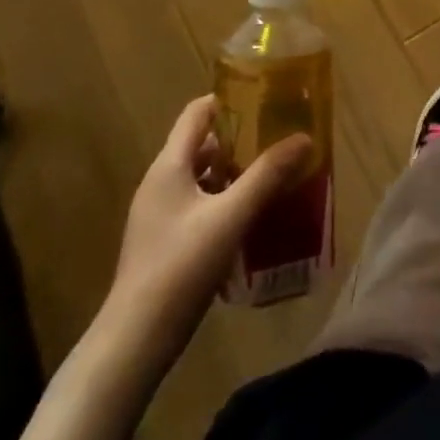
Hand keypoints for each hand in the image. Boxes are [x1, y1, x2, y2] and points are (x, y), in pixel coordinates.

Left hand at [100, 95, 312, 360]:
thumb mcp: (231, 216)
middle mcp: (161, 183)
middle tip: (282, 138)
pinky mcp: (167, 242)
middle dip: (243, 139)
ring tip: (277, 174)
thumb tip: (304, 137)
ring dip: (238, 173)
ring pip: (205, 178)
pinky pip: (202, 206)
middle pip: (204, 145)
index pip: (198, 113)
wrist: (135, 340)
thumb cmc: (181, 267)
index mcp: (169, 167)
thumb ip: (267, 175)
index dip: (230, 100)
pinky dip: (228, 202)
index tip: (266, 99)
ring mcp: (162, 215)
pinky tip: (256, 216)